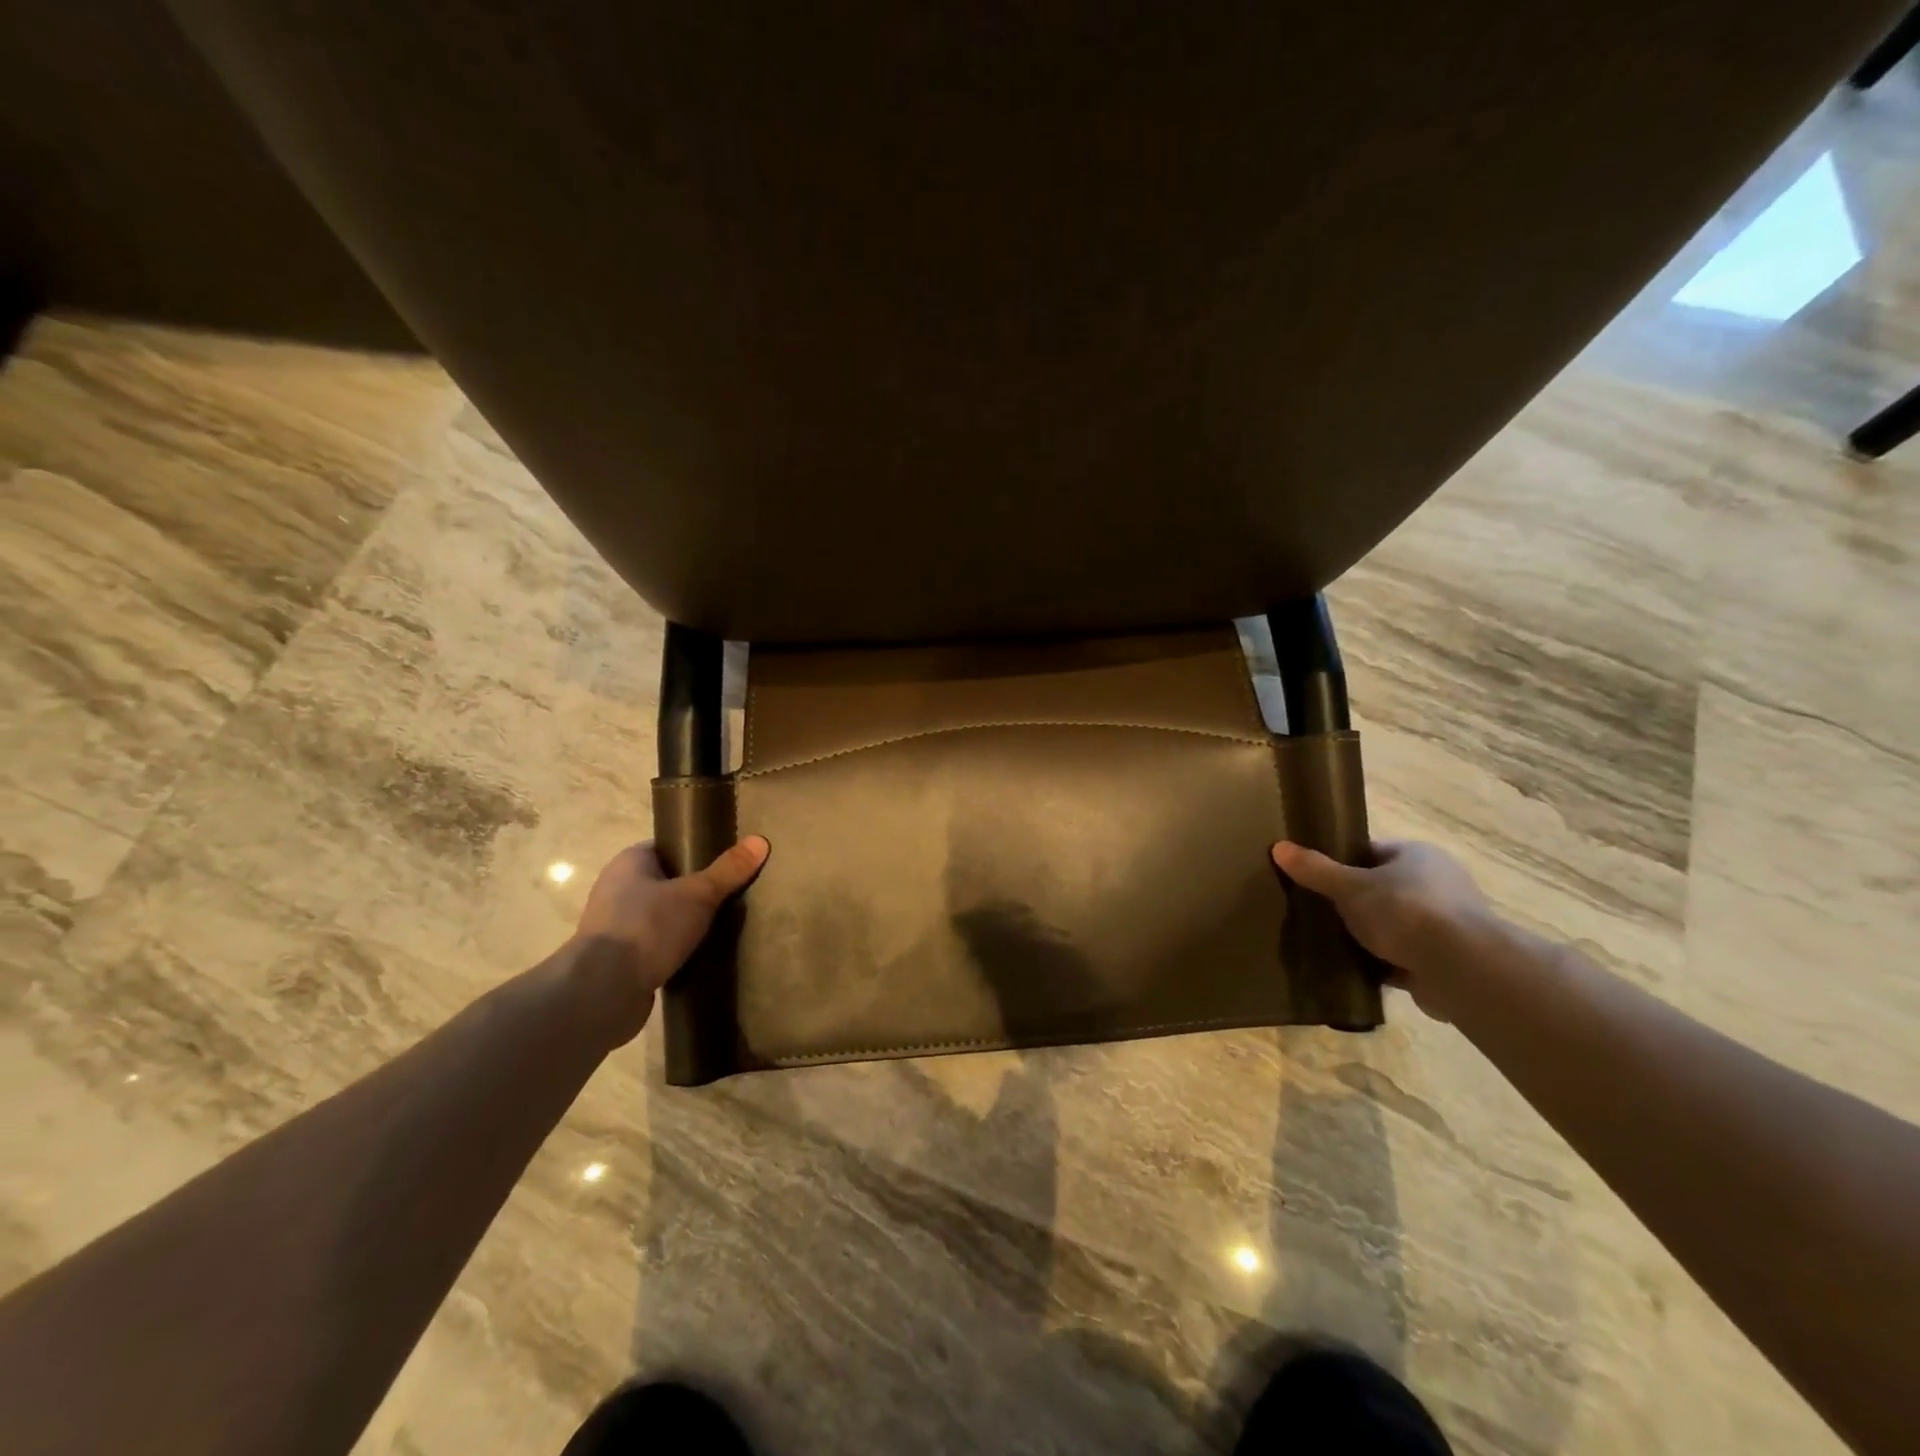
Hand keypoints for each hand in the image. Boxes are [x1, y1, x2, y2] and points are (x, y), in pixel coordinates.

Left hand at [568, 836, 769, 1043]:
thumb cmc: (647, 928)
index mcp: (629, 863)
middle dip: (696, 890)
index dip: (696, 852)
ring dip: (685, 923)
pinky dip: (675, 950)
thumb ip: (729, 870)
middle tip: (732, 895)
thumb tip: (761, 840)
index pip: (667, 847)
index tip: (727, 862)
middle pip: (666, 882)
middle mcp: (616, 889)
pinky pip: (655, 946)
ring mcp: (615, 927)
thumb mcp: (698, 894)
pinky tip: (701, 956)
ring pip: (661, 916)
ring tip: (723, 927)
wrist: (603, 993)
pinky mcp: (620, 961)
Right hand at [1271, 838, 1493, 1020]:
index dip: (1341, 861)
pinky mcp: (1447, 960)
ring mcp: (1446, 923)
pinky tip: (1355, 970)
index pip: (1372, 851)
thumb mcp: (1350, 886)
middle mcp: (1438, 883)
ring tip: (1331, 942)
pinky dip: (1383, 964)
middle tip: (1318, 911)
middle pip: (1382, 888)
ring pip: (1393, 924)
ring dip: (1369, 935)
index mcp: (1418, 855)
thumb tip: (1279, 847)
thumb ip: (1315, 870)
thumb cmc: (1405, 911)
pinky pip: (1403, 957)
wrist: (1461, 969)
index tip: (1314, 877)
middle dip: (1353, 902)